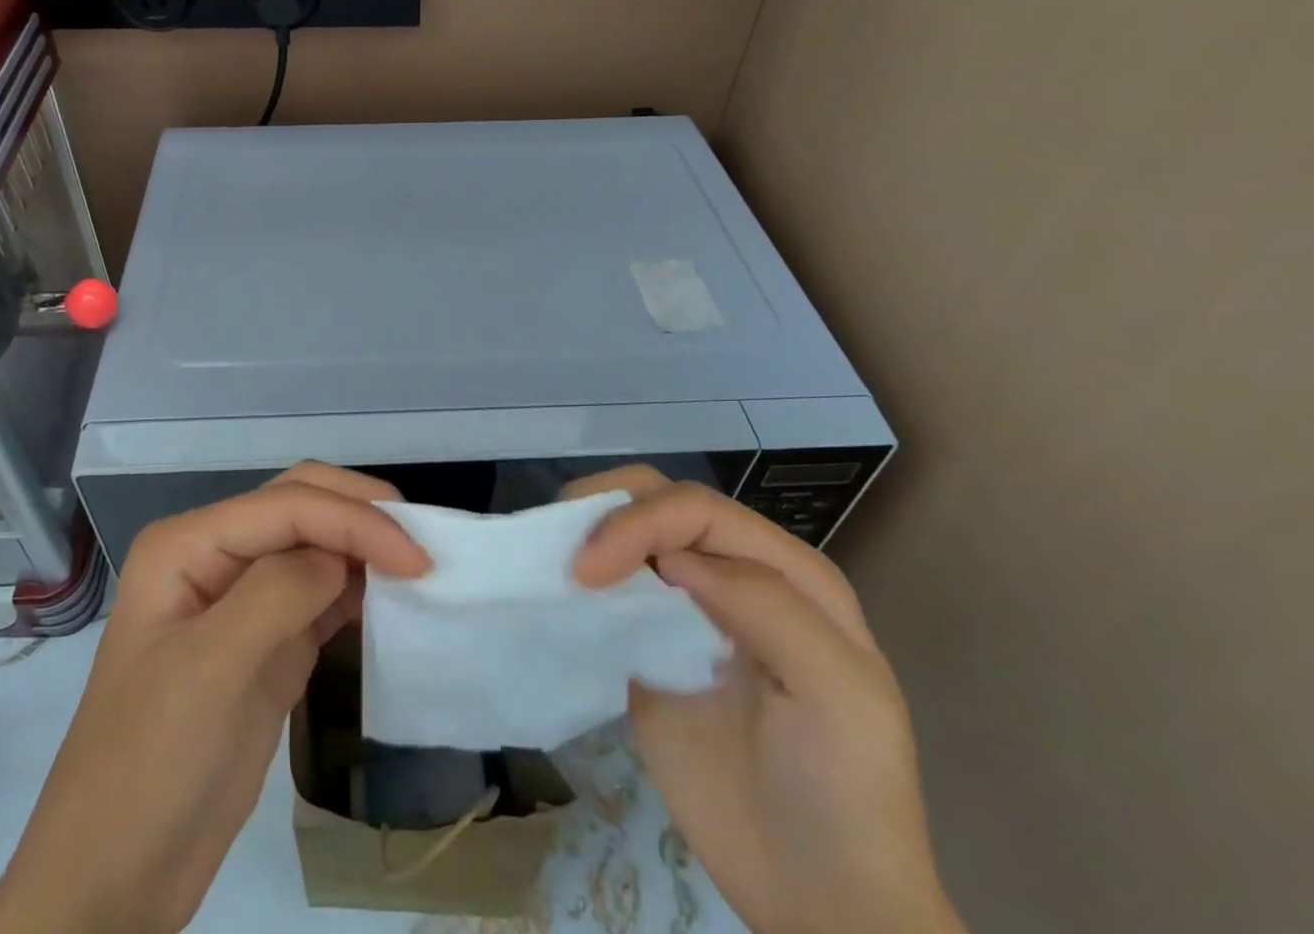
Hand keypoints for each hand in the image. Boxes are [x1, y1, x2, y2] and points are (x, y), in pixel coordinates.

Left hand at [0, 463, 429, 933]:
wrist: (116, 879)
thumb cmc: (150, 766)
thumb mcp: (211, 672)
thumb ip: (278, 594)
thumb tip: (342, 558)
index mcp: (189, 543)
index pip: (285, 505)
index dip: (354, 520)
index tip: (417, 558)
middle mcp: (215, 554)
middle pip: (300, 505)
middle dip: (361, 515)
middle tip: (423, 546)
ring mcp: (240, 597)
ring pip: (315, 543)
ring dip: (364, 546)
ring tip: (417, 566)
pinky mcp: (266, 640)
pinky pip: (320, 594)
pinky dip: (357, 588)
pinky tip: (388, 598)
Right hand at [568, 467, 963, 933]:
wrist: (821, 901)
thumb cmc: (845, 791)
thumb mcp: (837, 691)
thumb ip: (766, 603)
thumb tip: (669, 559)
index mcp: (782, 569)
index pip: (695, 509)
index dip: (638, 523)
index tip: (590, 571)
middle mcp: (731, 572)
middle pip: (658, 502)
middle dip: (605, 510)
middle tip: (565, 554)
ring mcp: (686, 608)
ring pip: (628, 533)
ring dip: (586, 533)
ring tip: (552, 562)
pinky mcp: (647, 645)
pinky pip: (608, 592)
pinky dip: (579, 579)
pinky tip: (559, 592)